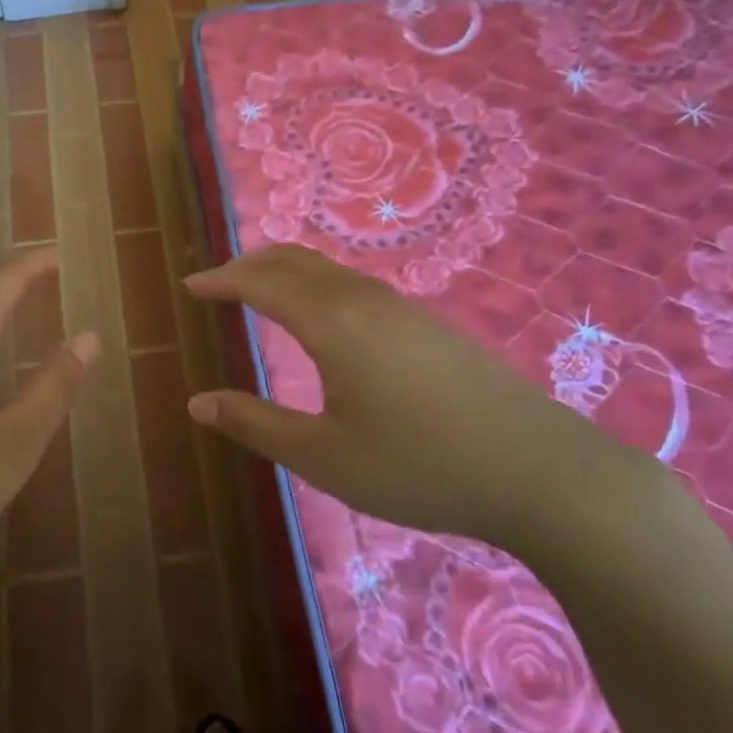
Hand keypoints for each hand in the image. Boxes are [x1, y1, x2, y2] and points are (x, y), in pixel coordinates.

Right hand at [183, 244, 635, 553]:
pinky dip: (317, 282)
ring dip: (285, 270)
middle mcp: (363, 299)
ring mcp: (402, 307)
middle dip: (249, 264)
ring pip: (327, 268)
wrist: (541, 471)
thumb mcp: (324, 457)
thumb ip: (256, 425)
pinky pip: (354, 283)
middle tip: (218, 282)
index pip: (260, 283)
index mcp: (331, 322)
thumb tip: (197, 403)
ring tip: (261, 291)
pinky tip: (323, 316)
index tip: (190, 285)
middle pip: (293, 260)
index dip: (221, 280)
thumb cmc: (420, 466)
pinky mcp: (428, 322)